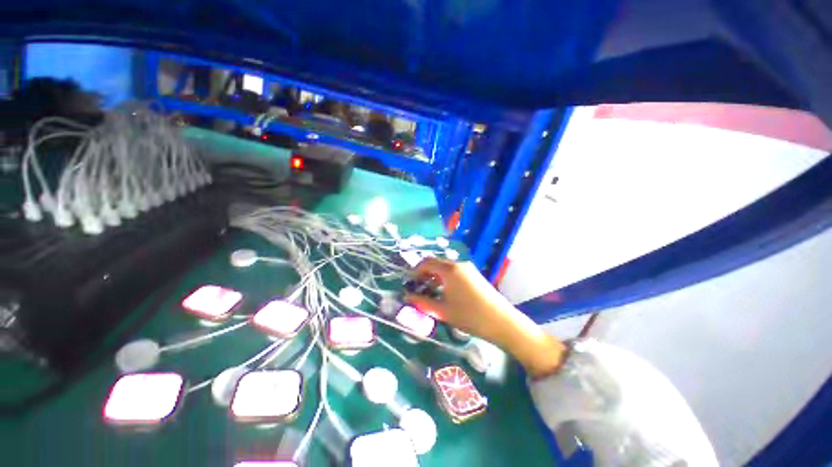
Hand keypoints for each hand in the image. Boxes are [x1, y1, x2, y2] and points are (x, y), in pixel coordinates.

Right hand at [405, 258, 565, 377]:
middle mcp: (458, 264)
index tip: (409, 283)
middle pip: (436, 263)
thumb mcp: (443, 311)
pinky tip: (444, 292)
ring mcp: (468, 268)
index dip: (415, 271)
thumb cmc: (469, 316)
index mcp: (449, 269)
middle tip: (417, 288)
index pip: (426, 262)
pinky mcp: (474, 274)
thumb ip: (422, 303)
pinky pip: (454, 272)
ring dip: (435, 276)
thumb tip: (406, 297)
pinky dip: (445, 278)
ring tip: (429, 292)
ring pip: (445, 268)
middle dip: (424, 274)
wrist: (502, 321)